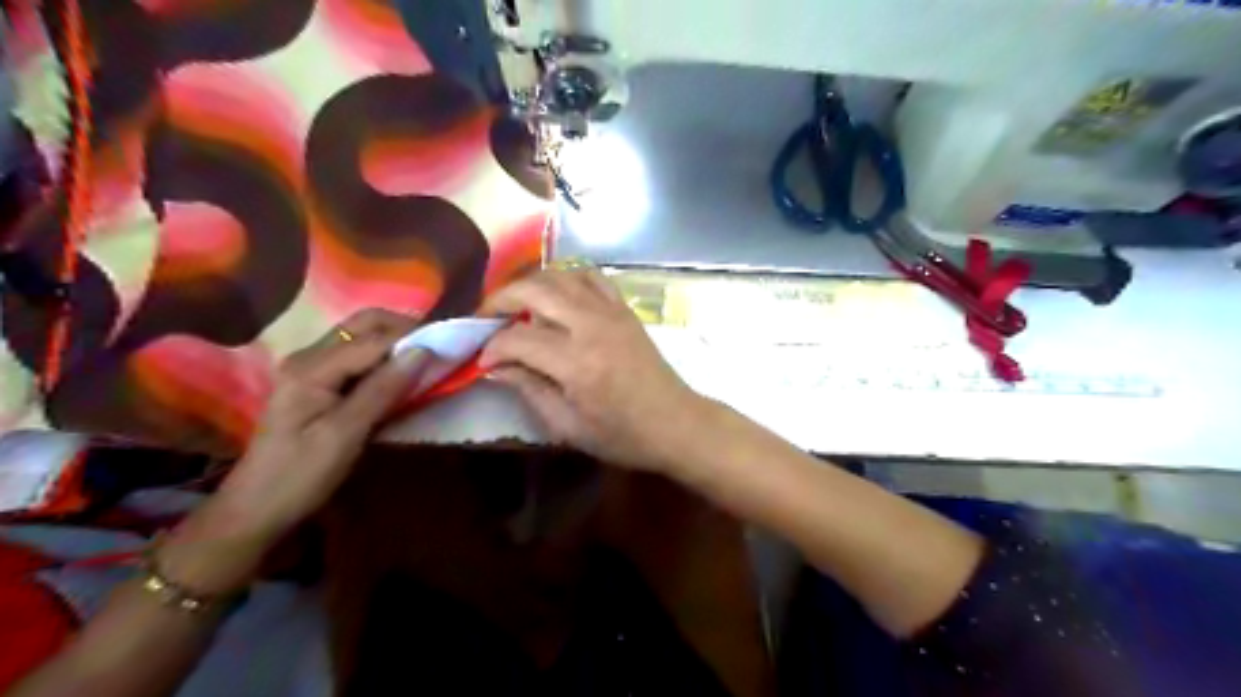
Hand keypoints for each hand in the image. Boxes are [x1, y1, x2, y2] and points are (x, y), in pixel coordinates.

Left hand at [221, 309, 432, 534]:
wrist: (257, 508)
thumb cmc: (301, 475)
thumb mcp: (346, 434)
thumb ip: (383, 389)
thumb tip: (424, 350)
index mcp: (311, 368)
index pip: (373, 338)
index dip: (413, 338)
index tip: (450, 347)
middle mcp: (309, 357)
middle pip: (364, 324)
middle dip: (404, 330)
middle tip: (438, 349)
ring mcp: (311, 368)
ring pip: (362, 337)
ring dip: (396, 343)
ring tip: (425, 362)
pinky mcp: (317, 382)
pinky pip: (357, 356)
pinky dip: (384, 359)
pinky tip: (400, 376)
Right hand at [475, 269, 705, 471]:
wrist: (676, 423)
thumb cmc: (622, 435)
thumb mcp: (568, 427)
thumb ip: (529, 390)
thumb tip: (497, 367)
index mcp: (576, 362)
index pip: (517, 339)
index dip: (491, 348)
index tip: (483, 362)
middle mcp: (591, 326)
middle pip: (533, 290)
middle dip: (499, 300)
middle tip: (484, 319)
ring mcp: (611, 312)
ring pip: (560, 276)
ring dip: (530, 285)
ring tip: (515, 306)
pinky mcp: (625, 309)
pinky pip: (591, 277)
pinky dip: (567, 278)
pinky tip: (557, 296)